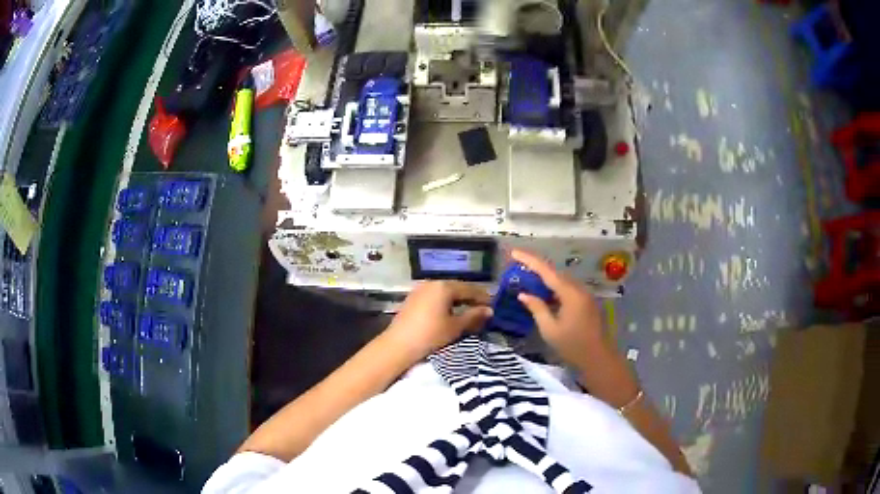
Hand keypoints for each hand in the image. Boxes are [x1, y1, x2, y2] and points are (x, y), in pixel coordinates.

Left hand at [382, 281, 492, 363]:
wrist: (398, 345)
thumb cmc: (430, 334)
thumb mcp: (455, 327)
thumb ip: (474, 316)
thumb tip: (490, 310)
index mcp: (444, 286)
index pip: (470, 289)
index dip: (483, 298)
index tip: (494, 306)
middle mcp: (432, 283)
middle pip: (457, 288)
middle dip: (471, 298)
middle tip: (483, 310)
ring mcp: (420, 290)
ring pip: (445, 293)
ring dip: (458, 301)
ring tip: (469, 313)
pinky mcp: (413, 299)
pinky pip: (435, 297)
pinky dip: (446, 304)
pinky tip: (450, 314)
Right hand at [512, 250, 639, 407]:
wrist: (598, 358)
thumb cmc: (573, 346)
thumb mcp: (550, 329)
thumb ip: (537, 308)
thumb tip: (523, 294)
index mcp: (570, 293)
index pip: (546, 271)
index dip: (529, 260)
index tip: (514, 252)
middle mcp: (578, 289)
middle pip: (555, 272)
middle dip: (536, 267)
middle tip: (517, 265)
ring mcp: (584, 295)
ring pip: (561, 280)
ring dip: (544, 278)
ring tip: (526, 278)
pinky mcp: (586, 302)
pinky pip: (567, 289)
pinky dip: (553, 288)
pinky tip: (543, 294)